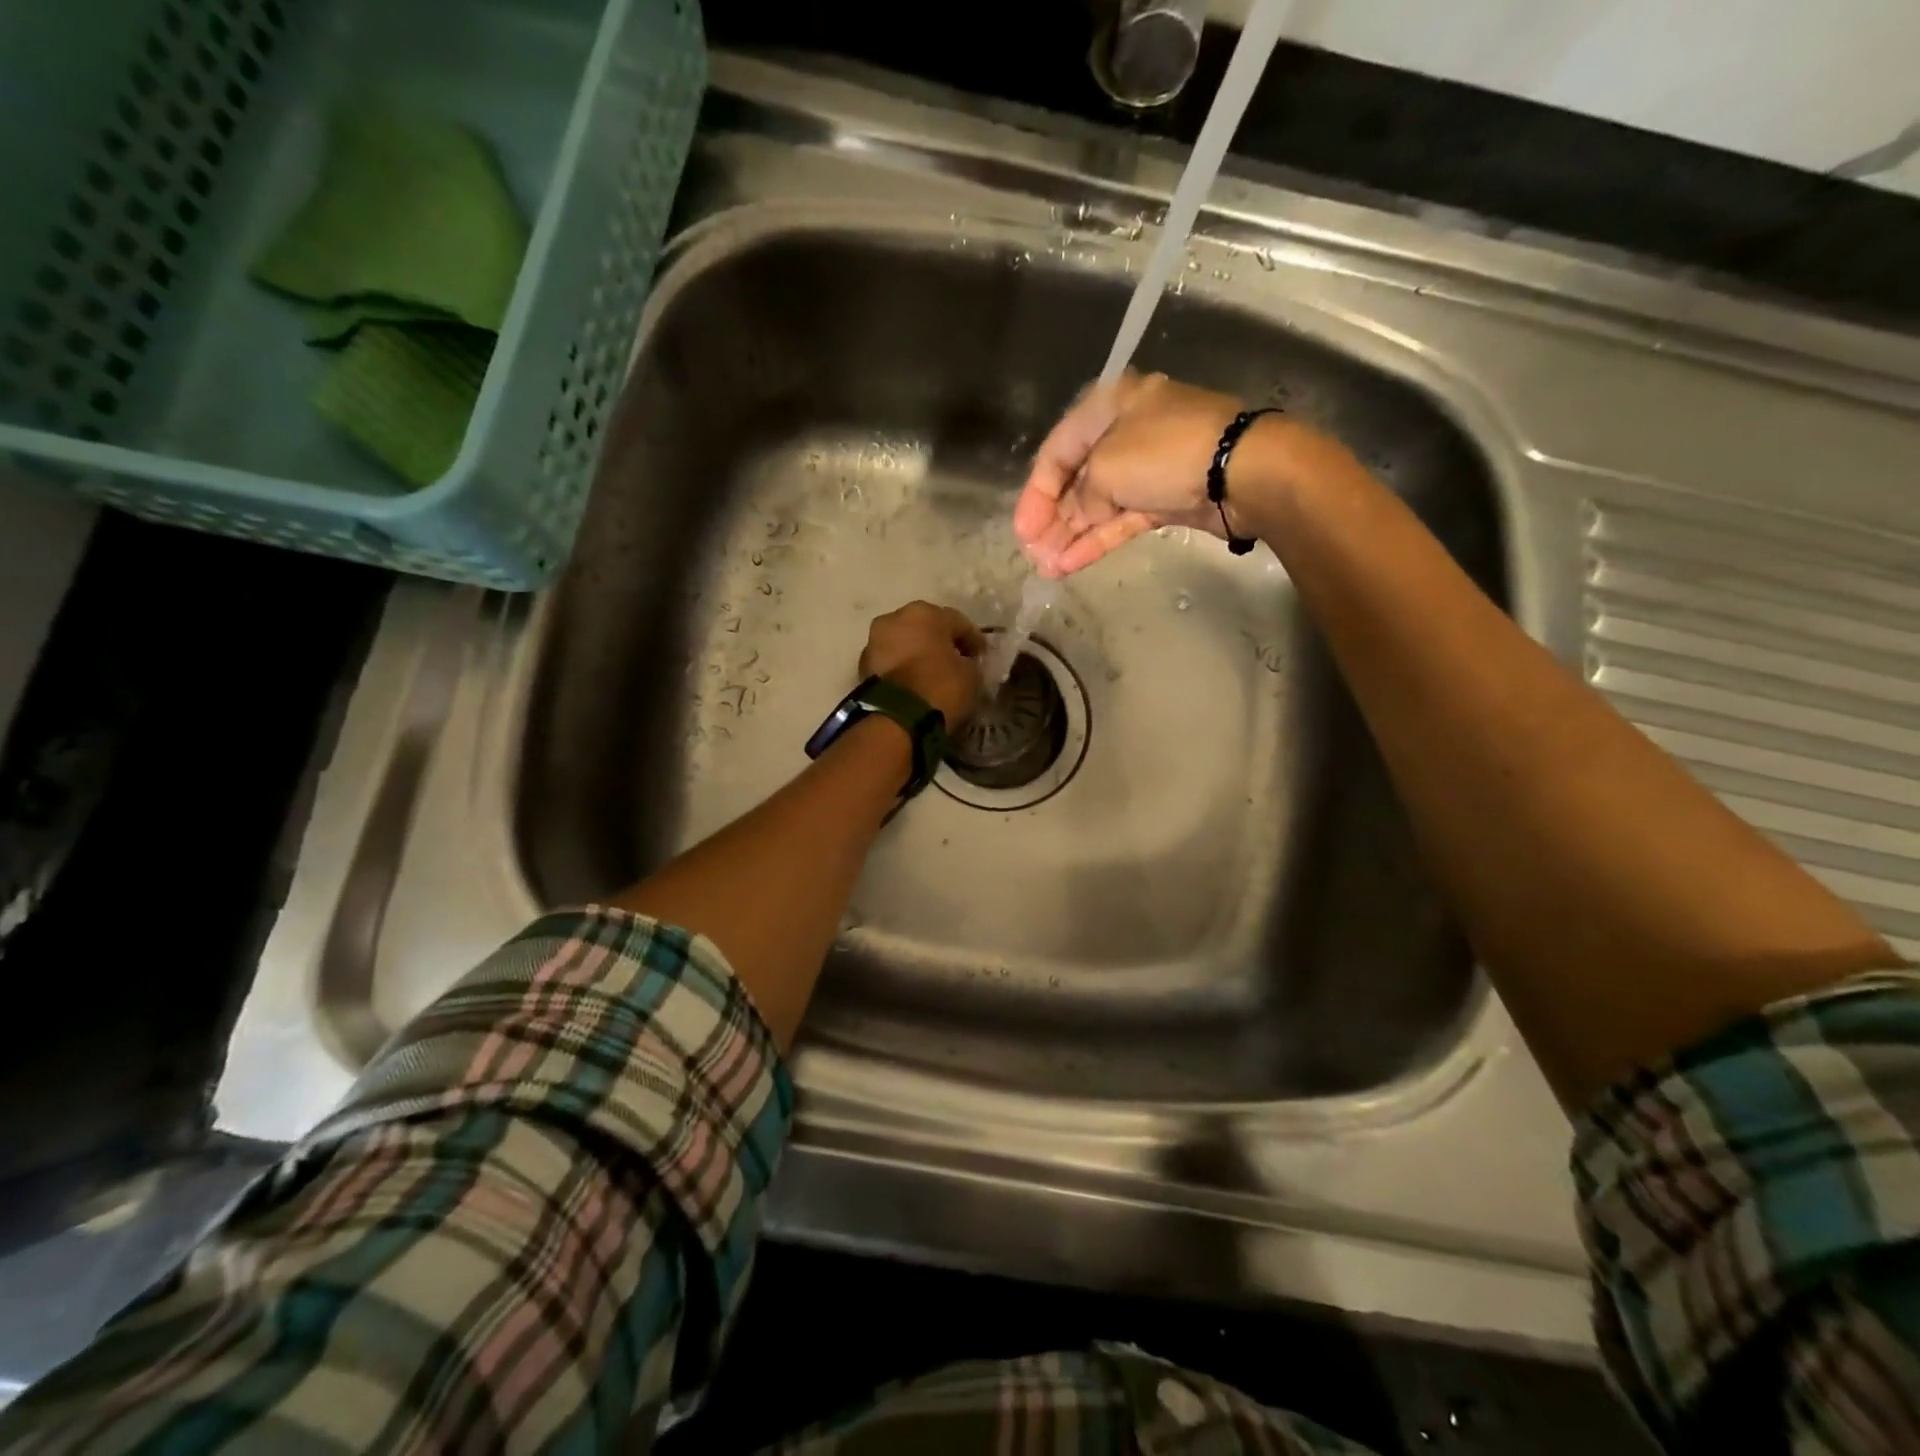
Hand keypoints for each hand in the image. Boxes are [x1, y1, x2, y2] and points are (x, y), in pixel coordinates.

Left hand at [860, 602, 986, 726]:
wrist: (897, 718)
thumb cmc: (940, 687)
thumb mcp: (971, 675)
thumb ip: (969, 662)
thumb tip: (964, 663)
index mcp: (925, 612)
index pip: (958, 622)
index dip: (973, 640)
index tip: (982, 656)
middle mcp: (895, 618)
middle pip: (925, 628)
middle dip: (940, 643)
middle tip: (955, 662)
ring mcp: (874, 641)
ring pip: (904, 644)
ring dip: (918, 655)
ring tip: (932, 675)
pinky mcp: (863, 666)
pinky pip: (892, 662)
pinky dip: (903, 669)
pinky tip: (915, 684)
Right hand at [1014, 372, 1253, 576]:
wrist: (1242, 472)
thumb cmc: (1165, 453)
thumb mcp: (1106, 469)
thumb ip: (1079, 498)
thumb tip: (1073, 519)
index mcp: (1108, 406)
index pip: (1057, 451)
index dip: (1035, 493)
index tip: (1022, 531)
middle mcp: (1125, 432)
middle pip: (1076, 480)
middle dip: (1052, 519)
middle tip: (1033, 553)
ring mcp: (1147, 468)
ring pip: (1098, 506)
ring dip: (1071, 536)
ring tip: (1046, 568)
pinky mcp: (1166, 499)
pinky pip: (1121, 520)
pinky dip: (1096, 540)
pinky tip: (1070, 565)